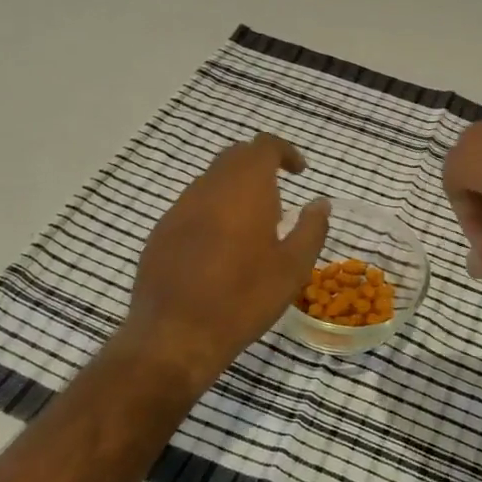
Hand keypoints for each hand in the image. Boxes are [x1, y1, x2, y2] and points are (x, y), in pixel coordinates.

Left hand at [117, 133, 330, 389]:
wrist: (175, 335)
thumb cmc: (243, 299)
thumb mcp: (292, 268)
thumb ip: (311, 229)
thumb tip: (320, 203)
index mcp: (244, 188)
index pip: (264, 146)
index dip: (285, 152)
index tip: (299, 173)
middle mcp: (208, 188)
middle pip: (235, 157)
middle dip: (260, 166)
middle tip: (280, 194)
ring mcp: (179, 209)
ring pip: (211, 182)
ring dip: (235, 190)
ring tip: (252, 226)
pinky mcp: (161, 232)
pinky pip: (192, 207)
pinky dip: (213, 212)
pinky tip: (220, 249)